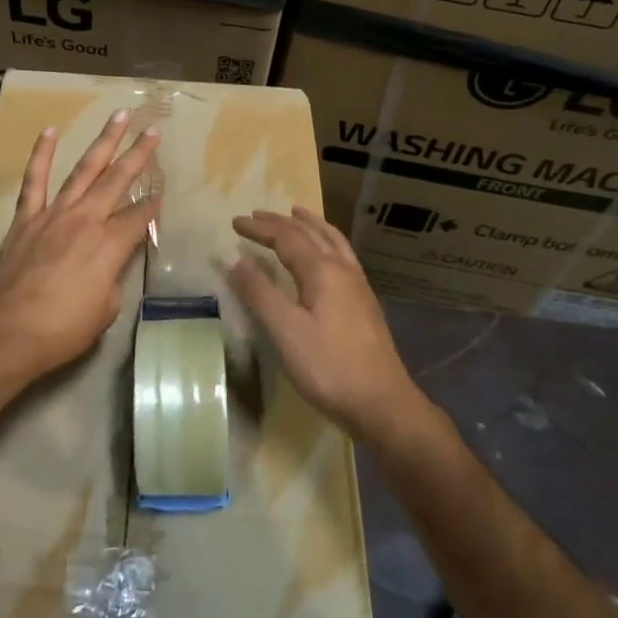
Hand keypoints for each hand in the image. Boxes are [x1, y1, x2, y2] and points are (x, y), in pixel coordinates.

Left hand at [0, 109, 160, 391]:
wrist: (6, 332)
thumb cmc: (62, 329)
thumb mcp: (105, 310)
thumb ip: (113, 278)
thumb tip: (111, 263)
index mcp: (111, 245)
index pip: (140, 216)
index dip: (153, 205)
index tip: (161, 195)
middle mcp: (87, 219)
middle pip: (118, 180)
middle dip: (139, 155)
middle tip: (153, 131)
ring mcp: (55, 214)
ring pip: (84, 169)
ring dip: (103, 142)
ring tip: (119, 117)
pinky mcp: (26, 218)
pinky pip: (35, 180)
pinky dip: (42, 154)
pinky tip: (50, 131)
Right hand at [228, 207, 426, 442]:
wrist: (382, 402)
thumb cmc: (329, 367)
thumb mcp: (285, 331)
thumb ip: (259, 294)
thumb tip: (235, 261)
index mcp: (322, 271)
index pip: (286, 238)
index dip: (260, 228)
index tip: (235, 222)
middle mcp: (343, 269)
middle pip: (310, 234)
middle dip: (281, 222)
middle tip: (258, 214)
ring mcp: (358, 285)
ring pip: (332, 241)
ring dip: (310, 224)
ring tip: (297, 214)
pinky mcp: (364, 302)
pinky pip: (342, 255)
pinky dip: (327, 241)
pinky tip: (326, 254)